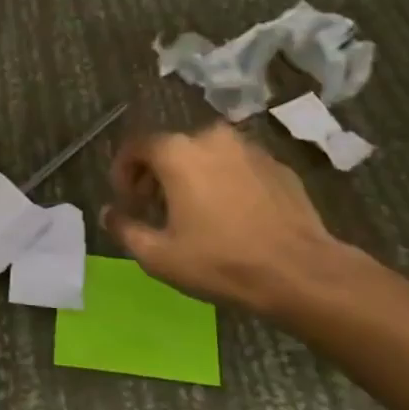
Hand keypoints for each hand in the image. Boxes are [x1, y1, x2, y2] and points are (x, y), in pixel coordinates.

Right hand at [102, 123, 350, 319]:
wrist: (300, 272)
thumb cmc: (221, 261)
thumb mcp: (159, 256)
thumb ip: (125, 229)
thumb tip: (107, 213)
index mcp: (177, 152)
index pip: (136, 146)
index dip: (122, 172)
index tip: (126, 201)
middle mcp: (211, 137)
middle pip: (171, 148)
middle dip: (156, 175)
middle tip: (155, 209)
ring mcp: (249, 148)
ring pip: (206, 155)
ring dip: (191, 176)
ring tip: (193, 212)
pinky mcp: (277, 164)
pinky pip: (237, 166)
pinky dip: (224, 181)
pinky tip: (231, 215)